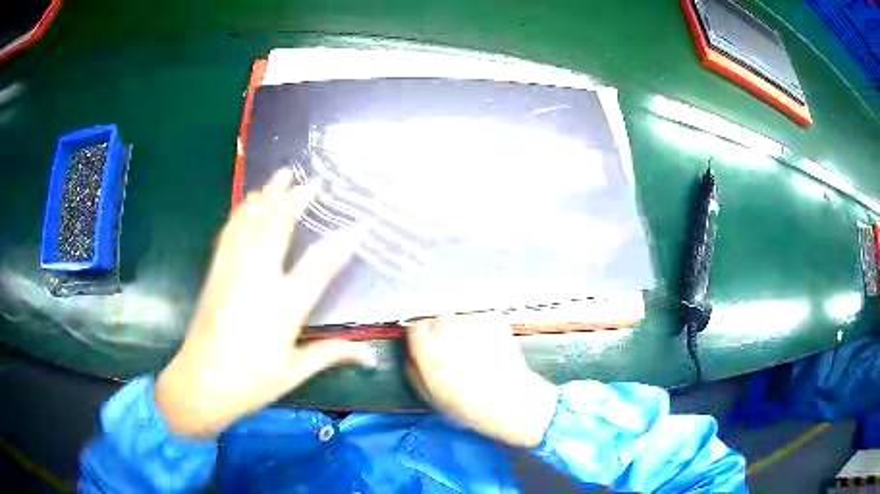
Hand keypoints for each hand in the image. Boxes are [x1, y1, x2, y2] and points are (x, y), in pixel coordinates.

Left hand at [155, 169, 374, 438]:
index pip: (320, 265)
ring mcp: (233, 270)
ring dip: (267, 195)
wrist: (200, 382)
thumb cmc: (250, 382)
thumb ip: (331, 354)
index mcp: (283, 306)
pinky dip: (241, 211)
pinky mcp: (216, 271)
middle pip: (278, 226)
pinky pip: (230, 231)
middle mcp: (258, 279)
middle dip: (296, 198)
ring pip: (252, 221)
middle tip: (310, 179)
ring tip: (279, 174)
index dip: (343, 241)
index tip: (360, 224)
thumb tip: (368, 357)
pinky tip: (246, 201)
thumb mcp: (294, 372)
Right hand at [406, 316, 559, 447]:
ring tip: (477, 354)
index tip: (430, 348)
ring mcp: (469, 320)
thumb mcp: (427, 394)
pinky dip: (486, 330)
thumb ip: (413, 368)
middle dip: (445, 334)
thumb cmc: (466, 403)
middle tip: (457, 354)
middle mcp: (444, 327)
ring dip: (466, 331)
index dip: (423, 340)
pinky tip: (490, 349)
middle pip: (439, 321)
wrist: (506, 400)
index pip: (415, 328)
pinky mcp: (491, 318)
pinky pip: (482, 320)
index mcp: (424, 346)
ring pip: (461, 319)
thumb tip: (412, 354)